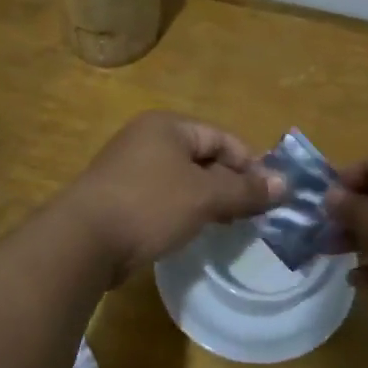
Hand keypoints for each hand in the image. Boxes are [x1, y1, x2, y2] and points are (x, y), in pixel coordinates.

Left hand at [63, 112, 283, 281]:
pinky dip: (184, 210)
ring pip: (184, 179)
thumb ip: (245, 190)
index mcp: (167, 127)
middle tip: (254, 213)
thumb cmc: (149, 205)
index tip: (270, 194)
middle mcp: (147, 139)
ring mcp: (130, 168)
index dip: (250, 164)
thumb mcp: (204, 197)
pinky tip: (194, 231)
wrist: (83, 241)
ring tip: (230, 225)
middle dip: (230, 184)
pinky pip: (164, 197)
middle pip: (203, 157)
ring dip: (209, 200)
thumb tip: (285, 184)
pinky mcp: (120, 197)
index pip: (222, 138)